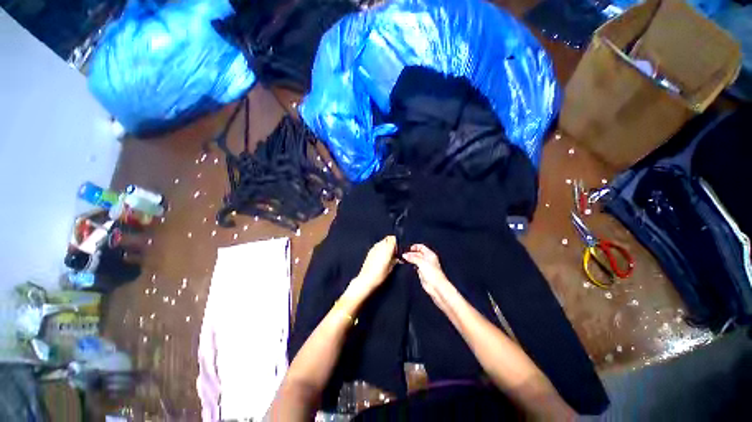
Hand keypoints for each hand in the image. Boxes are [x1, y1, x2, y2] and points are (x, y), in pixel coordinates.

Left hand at [349, 236, 397, 297]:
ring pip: (382, 241)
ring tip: (388, 255)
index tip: (399, 249)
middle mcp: (380, 245)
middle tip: (394, 252)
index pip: (393, 238)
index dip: (397, 242)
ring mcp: (374, 248)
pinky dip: (381, 248)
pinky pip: (377, 246)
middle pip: (388, 238)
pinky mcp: (370, 251)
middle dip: (392, 243)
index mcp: (387, 248)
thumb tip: (398, 257)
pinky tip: (381, 257)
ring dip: (386, 245)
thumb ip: (395, 260)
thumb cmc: (380, 274)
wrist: (366, 279)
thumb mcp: (391, 268)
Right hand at [402, 244, 457, 312]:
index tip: (408, 249)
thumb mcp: (421, 262)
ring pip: (416, 260)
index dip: (414, 247)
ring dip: (411, 259)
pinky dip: (412, 265)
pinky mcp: (423, 272)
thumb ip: (412, 258)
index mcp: (430, 254)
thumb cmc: (434, 274)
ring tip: (404, 259)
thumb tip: (405, 255)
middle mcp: (428, 259)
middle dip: (411, 253)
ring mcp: (425, 266)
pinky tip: (409, 265)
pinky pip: (416, 266)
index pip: (421, 247)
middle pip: (418, 253)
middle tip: (404, 255)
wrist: (436, 286)